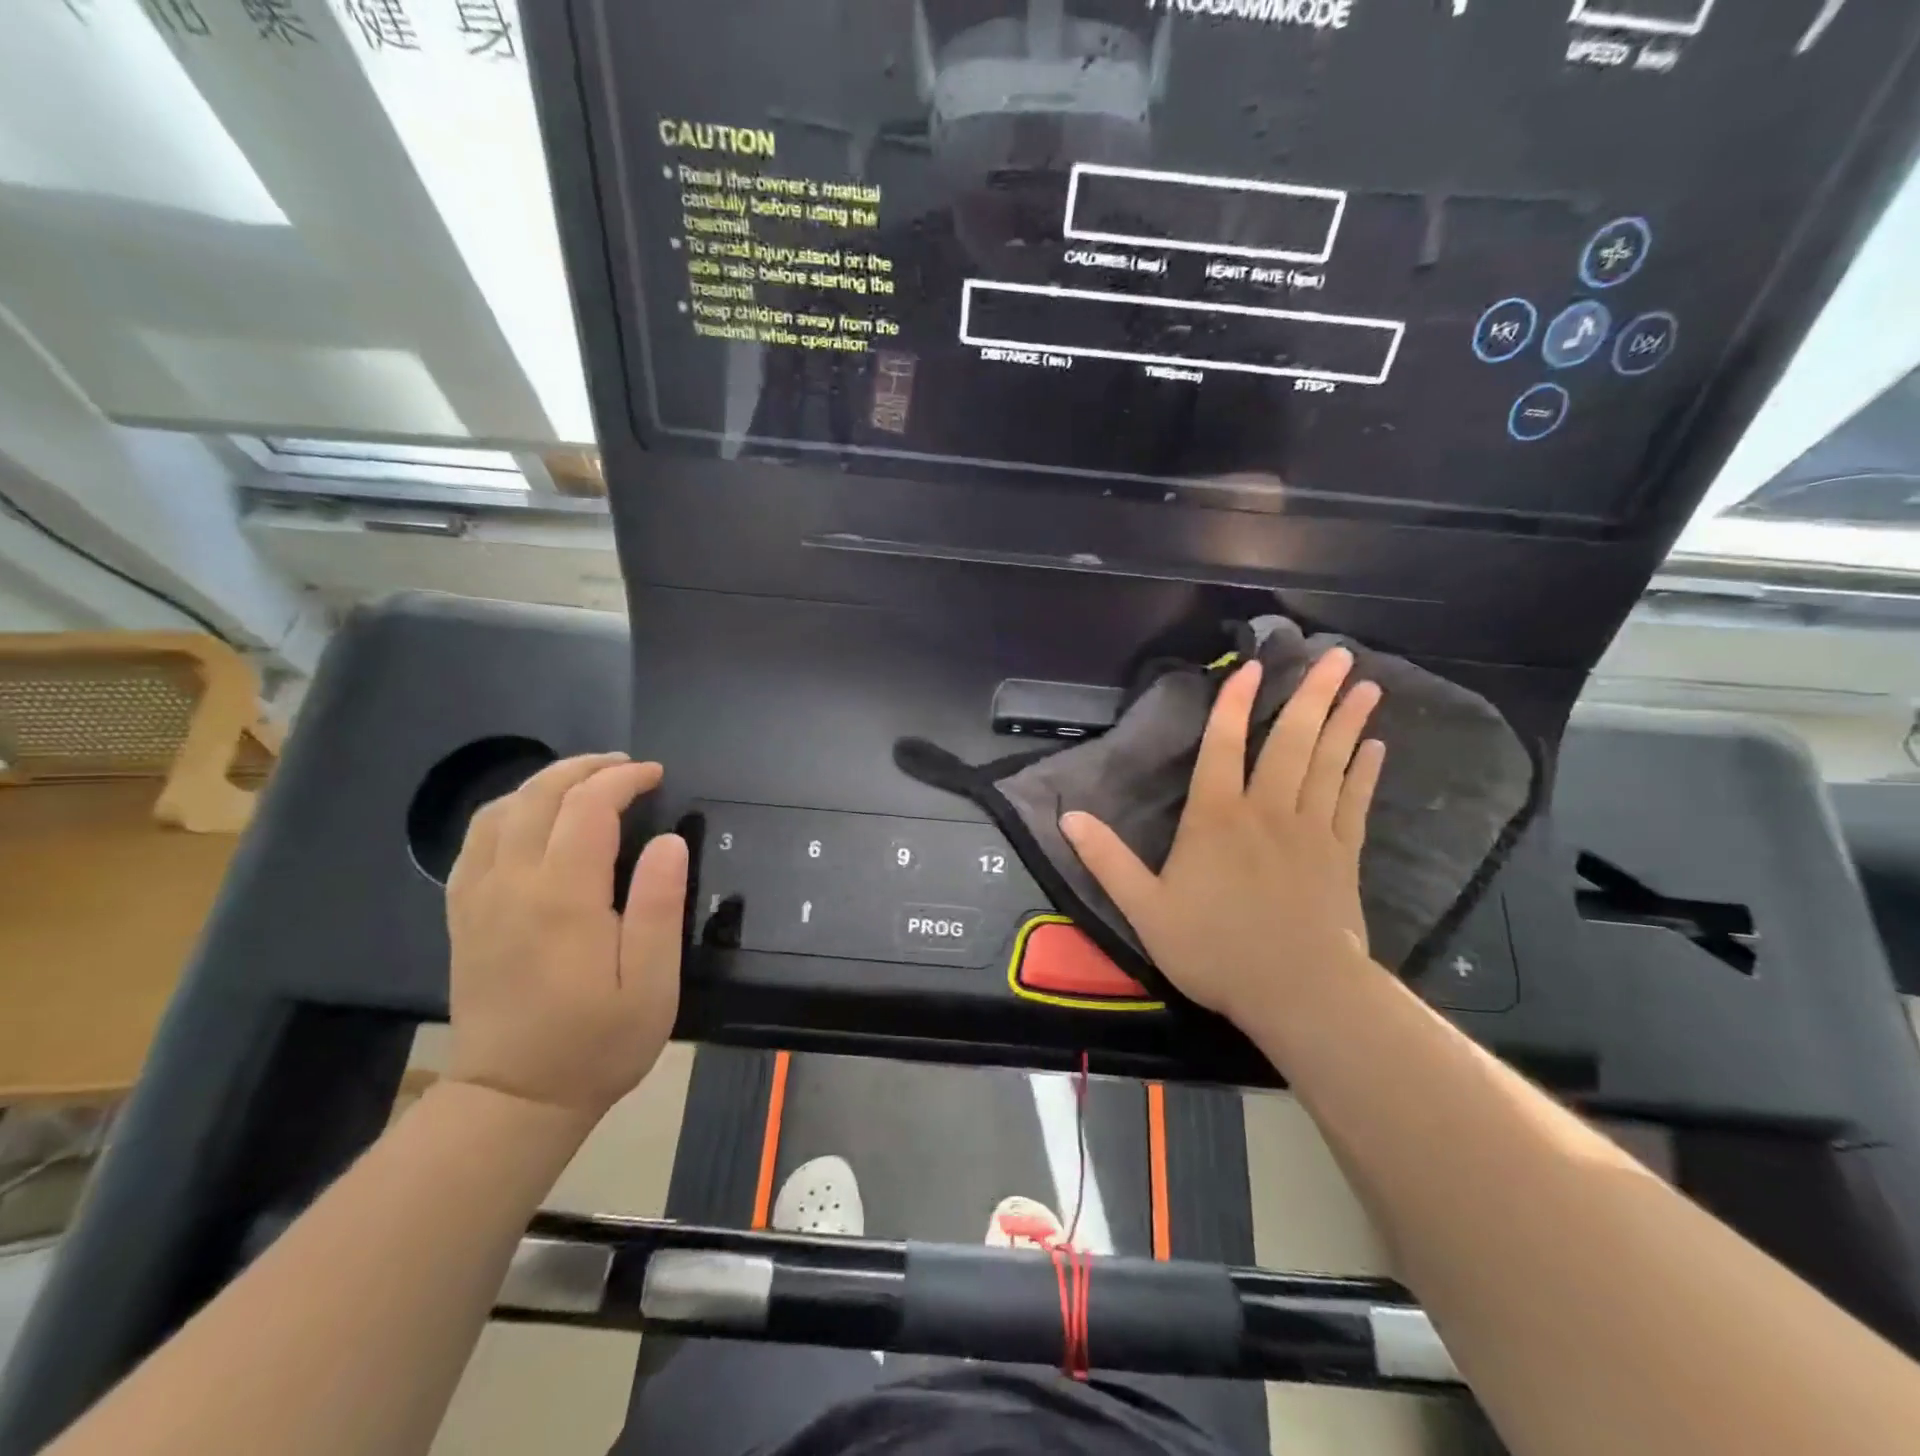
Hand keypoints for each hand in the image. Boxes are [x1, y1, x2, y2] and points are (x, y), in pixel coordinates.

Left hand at [444, 753, 687, 1120]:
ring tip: (585, 782)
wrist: (513, 1099)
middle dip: (585, 768)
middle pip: (538, 797)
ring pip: (500, 811)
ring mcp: (479, 898)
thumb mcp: (652, 984)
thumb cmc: (596, 1043)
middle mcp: (512, 884)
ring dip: (544, 783)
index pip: (587, 808)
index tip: (656, 775)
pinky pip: (476, 841)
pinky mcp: (464, 915)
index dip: (623, 781)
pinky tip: (533, 818)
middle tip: (627, 767)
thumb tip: (669, 841)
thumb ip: (659, 906)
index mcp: (562, 897)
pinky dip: (508, 811)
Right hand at [1061, 651, 1383, 1029]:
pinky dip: (1364, 771)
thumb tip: (1067, 816)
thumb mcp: (1145, 909)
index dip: (1234, 704)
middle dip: (1312, 694)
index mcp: (1216, 818)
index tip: (1253, 667)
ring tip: (1365, 684)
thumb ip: (1107, 860)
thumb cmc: (1215, 950)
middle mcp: (1266, 810)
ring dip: (1347, 721)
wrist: (1297, 992)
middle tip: (1336, 654)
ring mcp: (1311, 830)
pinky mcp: (1343, 854)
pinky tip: (1376, 746)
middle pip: (1291, 741)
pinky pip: (1354, 801)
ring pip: (1330, 762)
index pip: (1222, 747)